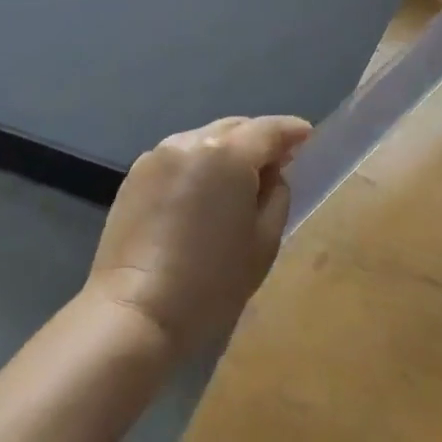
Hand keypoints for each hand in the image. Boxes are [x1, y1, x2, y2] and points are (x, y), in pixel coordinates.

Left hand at [86, 115, 311, 359]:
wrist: (134, 313)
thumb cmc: (210, 283)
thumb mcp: (264, 241)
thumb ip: (277, 195)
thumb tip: (271, 175)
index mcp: (228, 154)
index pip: (269, 129)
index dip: (292, 131)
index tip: (307, 138)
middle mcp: (191, 142)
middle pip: (236, 128)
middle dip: (258, 140)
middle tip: (275, 165)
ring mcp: (158, 155)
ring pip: (205, 140)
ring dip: (226, 152)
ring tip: (235, 183)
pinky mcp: (135, 174)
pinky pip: (179, 157)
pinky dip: (197, 165)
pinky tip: (200, 195)